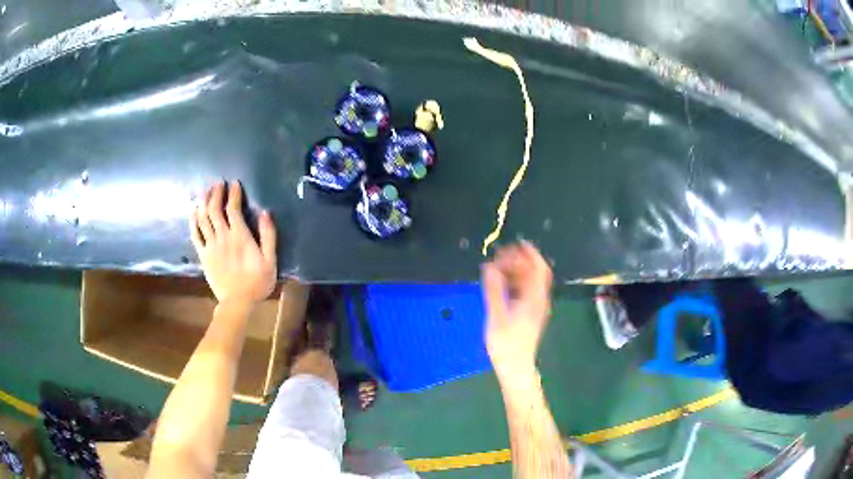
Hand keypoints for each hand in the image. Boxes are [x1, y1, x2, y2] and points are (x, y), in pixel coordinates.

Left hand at [190, 181, 276, 307]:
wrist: (237, 303)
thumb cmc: (257, 282)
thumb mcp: (270, 260)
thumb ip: (268, 236)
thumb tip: (265, 212)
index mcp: (240, 236)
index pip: (233, 208)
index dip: (233, 194)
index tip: (234, 183)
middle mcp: (223, 236)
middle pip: (214, 209)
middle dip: (215, 193)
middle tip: (218, 183)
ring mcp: (210, 245)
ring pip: (203, 218)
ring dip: (203, 202)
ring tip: (206, 192)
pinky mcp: (203, 255)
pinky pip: (195, 234)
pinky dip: (193, 220)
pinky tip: (193, 210)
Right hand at [481, 242, 552, 379]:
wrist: (515, 368)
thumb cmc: (506, 345)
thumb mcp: (496, 317)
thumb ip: (494, 290)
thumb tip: (490, 267)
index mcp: (534, 299)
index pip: (538, 269)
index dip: (531, 253)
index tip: (518, 243)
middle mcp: (538, 300)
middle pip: (534, 273)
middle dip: (520, 261)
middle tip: (501, 256)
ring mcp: (535, 308)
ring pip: (530, 282)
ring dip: (517, 271)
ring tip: (498, 267)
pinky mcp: (529, 314)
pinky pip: (525, 291)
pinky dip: (515, 282)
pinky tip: (501, 284)